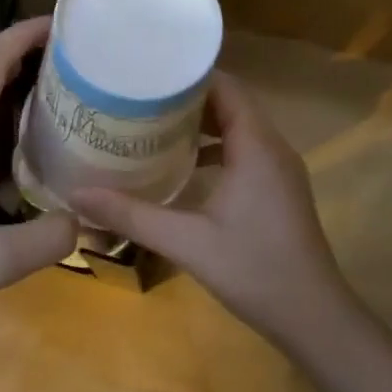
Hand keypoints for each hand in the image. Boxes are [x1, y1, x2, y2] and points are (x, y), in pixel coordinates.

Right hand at [75, 73, 352, 349]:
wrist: (314, 318)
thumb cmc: (255, 270)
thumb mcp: (187, 242)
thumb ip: (132, 215)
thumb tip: (77, 194)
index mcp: (256, 146)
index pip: (226, 86)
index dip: (188, 75)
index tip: (147, 73)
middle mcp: (272, 147)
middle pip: (230, 102)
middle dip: (187, 97)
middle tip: (139, 97)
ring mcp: (279, 169)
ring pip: (238, 127)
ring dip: (201, 122)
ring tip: (153, 123)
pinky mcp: (278, 189)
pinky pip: (244, 150)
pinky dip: (215, 147)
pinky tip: (182, 165)